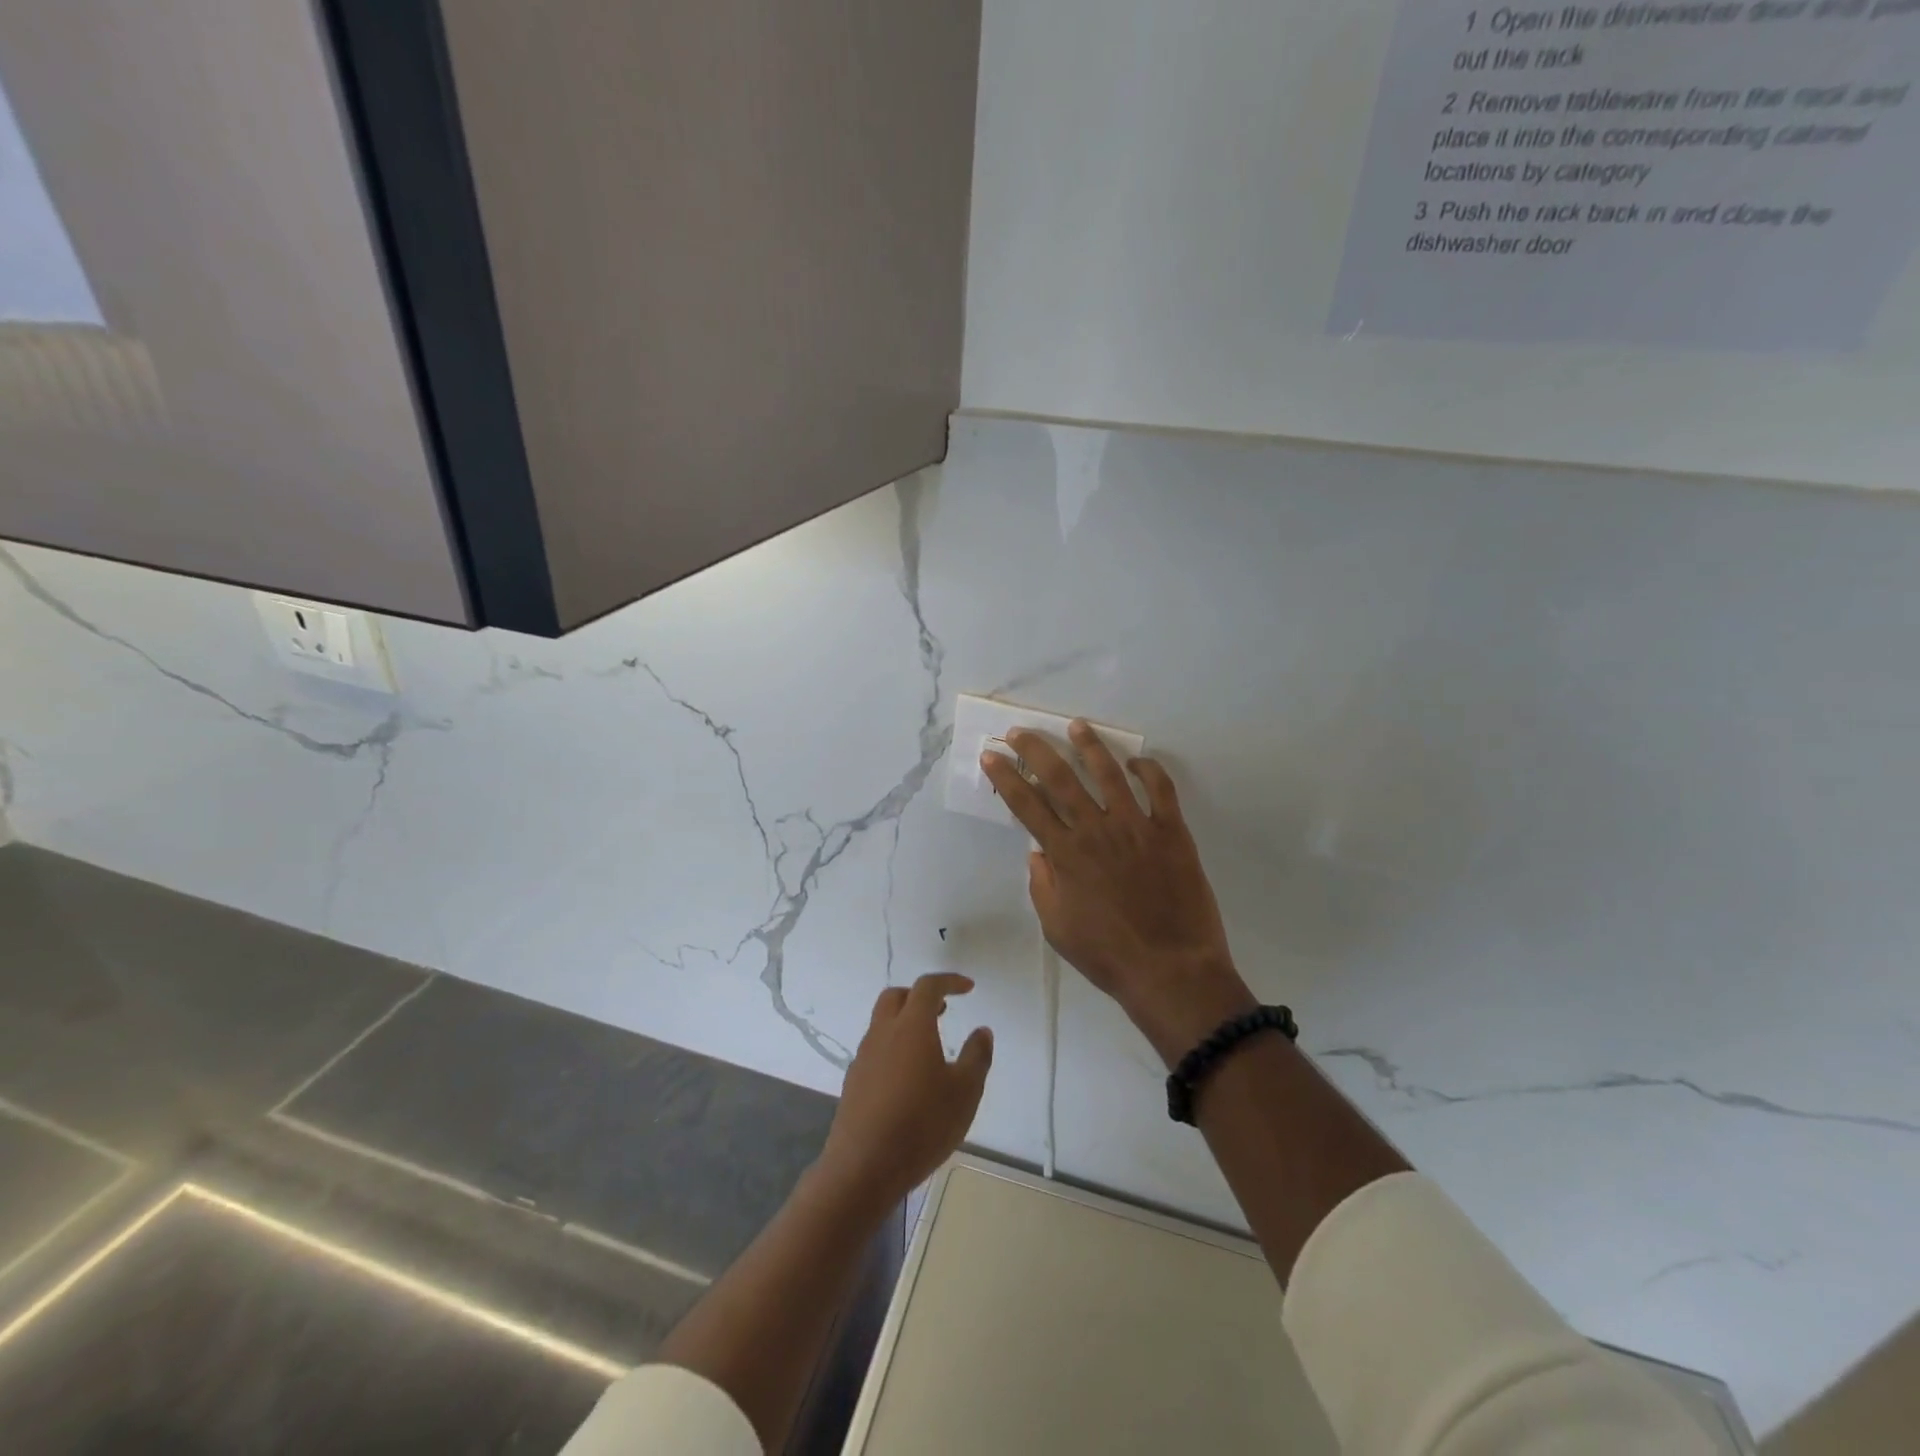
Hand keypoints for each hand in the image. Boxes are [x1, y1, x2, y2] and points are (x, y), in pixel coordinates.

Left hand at [816, 974, 992, 1210]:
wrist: (863, 1167)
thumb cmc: (922, 1124)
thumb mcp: (964, 1092)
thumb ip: (976, 1056)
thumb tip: (982, 1031)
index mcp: (911, 1026)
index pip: (928, 987)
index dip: (949, 981)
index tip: (968, 988)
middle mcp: (883, 1033)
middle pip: (897, 996)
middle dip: (920, 996)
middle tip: (943, 1010)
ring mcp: (864, 1057)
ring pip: (883, 1023)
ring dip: (905, 1022)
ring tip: (929, 1046)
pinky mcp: (854, 1082)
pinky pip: (876, 1049)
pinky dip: (894, 1048)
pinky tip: (908, 1078)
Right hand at [982, 722, 1255, 1065]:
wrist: (1171, 970)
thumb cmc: (1107, 955)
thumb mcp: (1057, 928)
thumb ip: (1042, 885)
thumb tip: (1037, 851)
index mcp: (1065, 855)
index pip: (1026, 805)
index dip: (1005, 777)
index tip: (992, 756)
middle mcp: (1096, 831)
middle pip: (1060, 778)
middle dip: (1035, 749)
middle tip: (1020, 731)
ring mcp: (1136, 827)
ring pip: (1108, 773)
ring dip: (1089, 746)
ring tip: (1076, 726)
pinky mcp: (1172, 831)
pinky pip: (1161, 790)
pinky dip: (1149, 770)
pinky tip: (1137, 762)